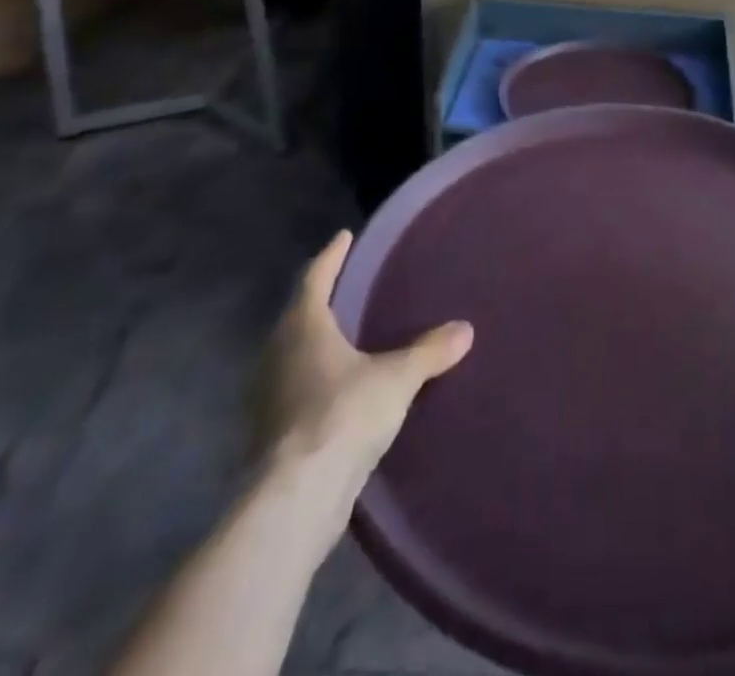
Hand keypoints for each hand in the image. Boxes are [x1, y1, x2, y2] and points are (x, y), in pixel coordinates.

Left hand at [258, 232, 473, 485]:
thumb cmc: (343, 416)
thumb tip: (465, 329)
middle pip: (298, 316)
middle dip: (321, 300)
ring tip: (345, 337)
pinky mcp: (270, 434)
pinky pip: (295, 390)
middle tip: (348, 286)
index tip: (343, 236)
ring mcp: (269, 397)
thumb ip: (430, 351)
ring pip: (292, 355)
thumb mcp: (397, 378)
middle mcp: (278, 355)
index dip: (331, 256)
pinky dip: (314, 381)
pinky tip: (336, 390)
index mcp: (303, 328)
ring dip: (315, 344)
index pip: (315, 278)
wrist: (296, 499)